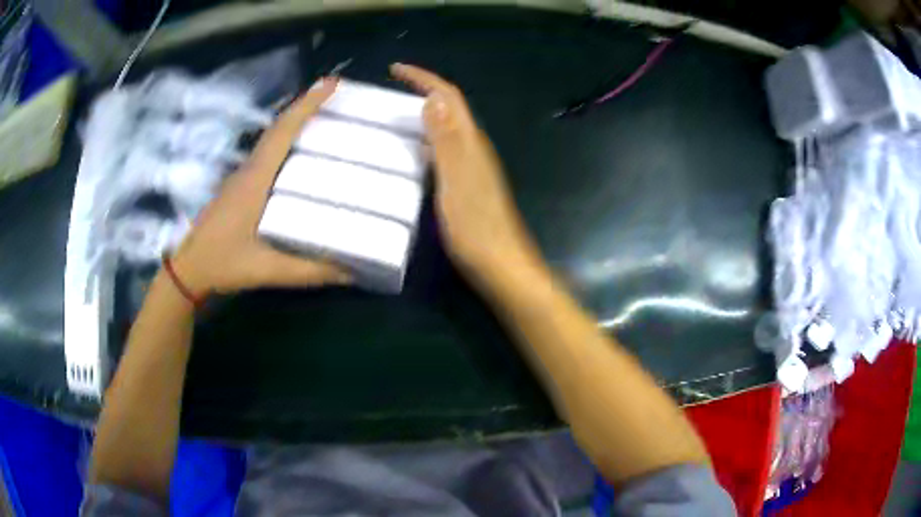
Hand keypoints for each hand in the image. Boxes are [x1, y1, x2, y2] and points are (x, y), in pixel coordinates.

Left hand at [170, 78, 350, 294]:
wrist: (186, 270)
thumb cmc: (222, 263)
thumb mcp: (267, 269)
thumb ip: (309, 271)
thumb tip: (353, 268)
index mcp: (255, 179)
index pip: (283, 132)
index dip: (308, 104)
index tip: (333, 83)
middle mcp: (248, 170)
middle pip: (279, 128)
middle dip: (306, 107)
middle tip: (338, 98)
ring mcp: (241, 177)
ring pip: (272, 140)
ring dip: (296, 123)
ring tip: (325, 119)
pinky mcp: (239, 188)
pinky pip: (267, 155)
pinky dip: (286, 143)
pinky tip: (299, 154)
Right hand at [391, 64, 540, 282]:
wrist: (500, 265)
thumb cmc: (476, 228)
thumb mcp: (455, 182)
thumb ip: (446, 141)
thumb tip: (434, 98)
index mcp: (470, 143)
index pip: (449, 98)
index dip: (425, 79)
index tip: (396, 70)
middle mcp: (473, 149)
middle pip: (449, 109)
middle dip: (422, 92)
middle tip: (389, 93)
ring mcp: (472, 167)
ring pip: (446, 129)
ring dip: (423, 116)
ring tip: (392, 117)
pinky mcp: (467, 184)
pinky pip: (443, 150)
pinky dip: (425, 141)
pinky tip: (409, 153)